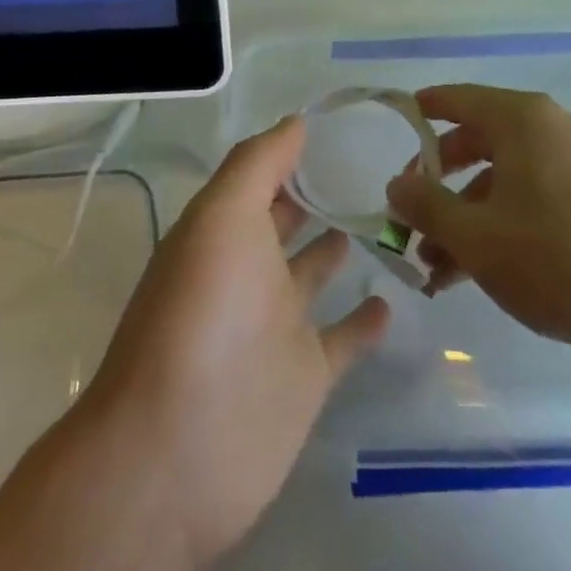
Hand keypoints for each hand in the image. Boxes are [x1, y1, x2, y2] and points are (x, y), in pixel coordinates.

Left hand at [81, 117, 389, 570]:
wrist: (179, 449)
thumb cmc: (202, 312)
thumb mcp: (222, 216)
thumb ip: (258, 164)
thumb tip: (296, 121)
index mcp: (222, 230)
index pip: (259, 178)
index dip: (289, 152)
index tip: (336, 127)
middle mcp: (247, 270)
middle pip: (283, 221)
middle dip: (313, 194)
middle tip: (369, 165)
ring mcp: (277, 324)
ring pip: (312, 273)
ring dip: (337, 246)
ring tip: (381, 215)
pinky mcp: (305, 375)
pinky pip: (342, 338)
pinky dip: (365, 321)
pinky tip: (391, 299)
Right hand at [385, 84, 570, 365]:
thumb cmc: (553, 260)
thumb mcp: (474, 236)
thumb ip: (425, 205)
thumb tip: (395, 184)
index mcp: (522, 119)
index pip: (458, 98)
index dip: (423, 110)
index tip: (397, 122)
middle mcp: (550, 128)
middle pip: (477, 140)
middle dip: (438, 181)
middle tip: (410, 212)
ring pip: (501, 177)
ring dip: (464, 214)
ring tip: (435, 265)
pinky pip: (529, 195)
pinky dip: (498, 222)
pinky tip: (473, 270)